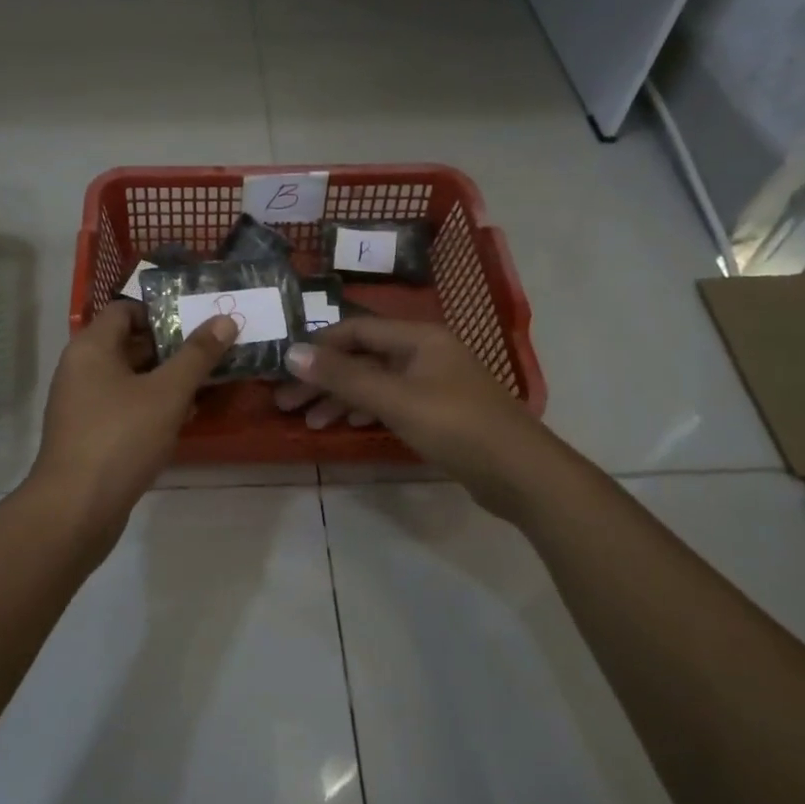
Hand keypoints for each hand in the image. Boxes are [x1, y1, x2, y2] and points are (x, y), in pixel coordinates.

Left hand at [30, 300, 237, 538]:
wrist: (76, 507)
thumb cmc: (121, 437)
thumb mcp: (168, 393)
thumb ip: (197, 355)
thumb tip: (225, 319)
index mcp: (91, 347)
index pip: (125, 310)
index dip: (162, 311)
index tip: (198, 321)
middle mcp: (81, 368)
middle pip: (129, 343)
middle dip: (171, 347)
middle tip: (213, 350)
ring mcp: (82, 403)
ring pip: (129, 378)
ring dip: (165, 379)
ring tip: (207, 382)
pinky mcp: (89, 433)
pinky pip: (124, 406)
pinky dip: (151, 405)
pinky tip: (183, 417)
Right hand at [277, 318, 537, 504]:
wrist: (521, 473)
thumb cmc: (456, 426)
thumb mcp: (395, 399)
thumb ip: (343, 377)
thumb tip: (292, 352)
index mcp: (418, 338)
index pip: (356, 330)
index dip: (318, 346)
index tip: (284, 369)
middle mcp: (424, 352)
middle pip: (362, 357)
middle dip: (323, 378)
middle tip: (284, 402)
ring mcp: (431, 383)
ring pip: (373, 382)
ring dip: (338, 398)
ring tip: (306, 420)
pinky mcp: (436, 412)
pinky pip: (388, 402)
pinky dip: (362, 411)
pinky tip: (340, 425)